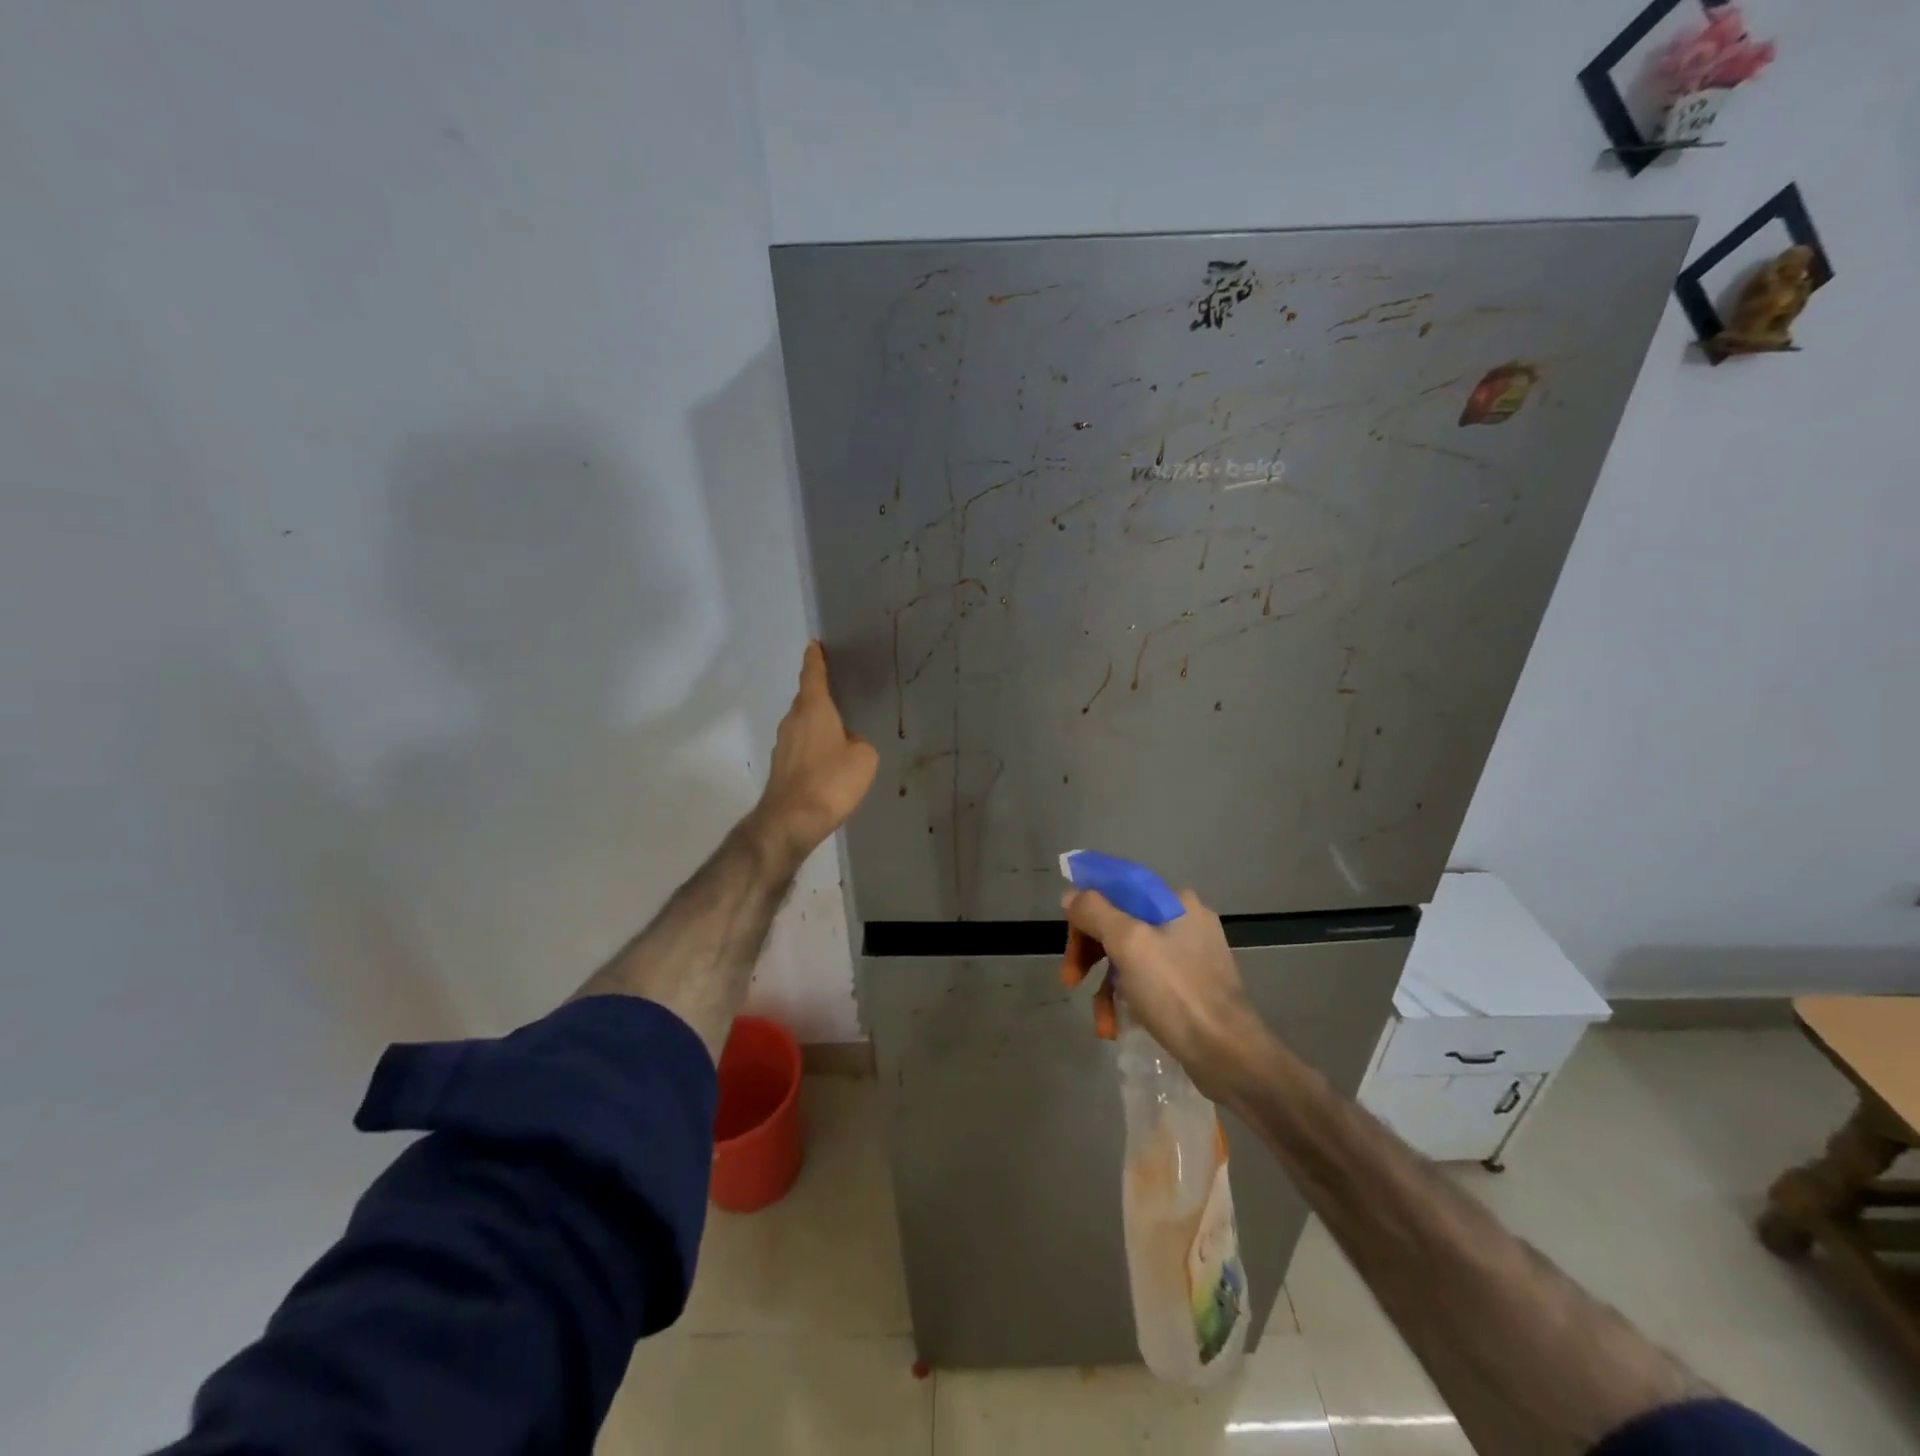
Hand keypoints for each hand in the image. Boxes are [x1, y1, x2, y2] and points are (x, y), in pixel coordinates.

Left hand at [750, 641, 878, 863]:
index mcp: (814, 709)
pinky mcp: (781, 767)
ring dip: (816, 723)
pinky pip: (800, 746)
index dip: (815, 660)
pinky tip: (827, 760)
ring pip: (801, 724)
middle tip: (837, 689)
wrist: (791, 821)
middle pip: (806, 700)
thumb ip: (860, 742)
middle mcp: (793, 721)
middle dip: (818, 694)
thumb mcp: (864, 758)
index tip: (814, 645)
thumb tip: (849, 743)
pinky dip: (812, 745)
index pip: (813, 676)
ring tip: (838, 728)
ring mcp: (783, 745)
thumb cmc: (830, 781)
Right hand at [1059, 887, 1269, 1101]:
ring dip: (1106, 987)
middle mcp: (1184, 922)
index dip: (1086, 909)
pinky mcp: (1192, 988)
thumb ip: (1095, 912)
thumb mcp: (1128, 944)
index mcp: (1174, 902)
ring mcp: (1191, 956)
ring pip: (1130, 958)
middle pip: (1119, 924)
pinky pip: (1147, 983)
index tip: (1068, 938)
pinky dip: (1128, 1001)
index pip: (1117, 889)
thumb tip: (1072, 895)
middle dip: (1090, 953)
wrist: (1229, 1055)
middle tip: (1070, 979)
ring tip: (1101, 1020)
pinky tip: (1117, 1026)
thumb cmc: (1177, 992)